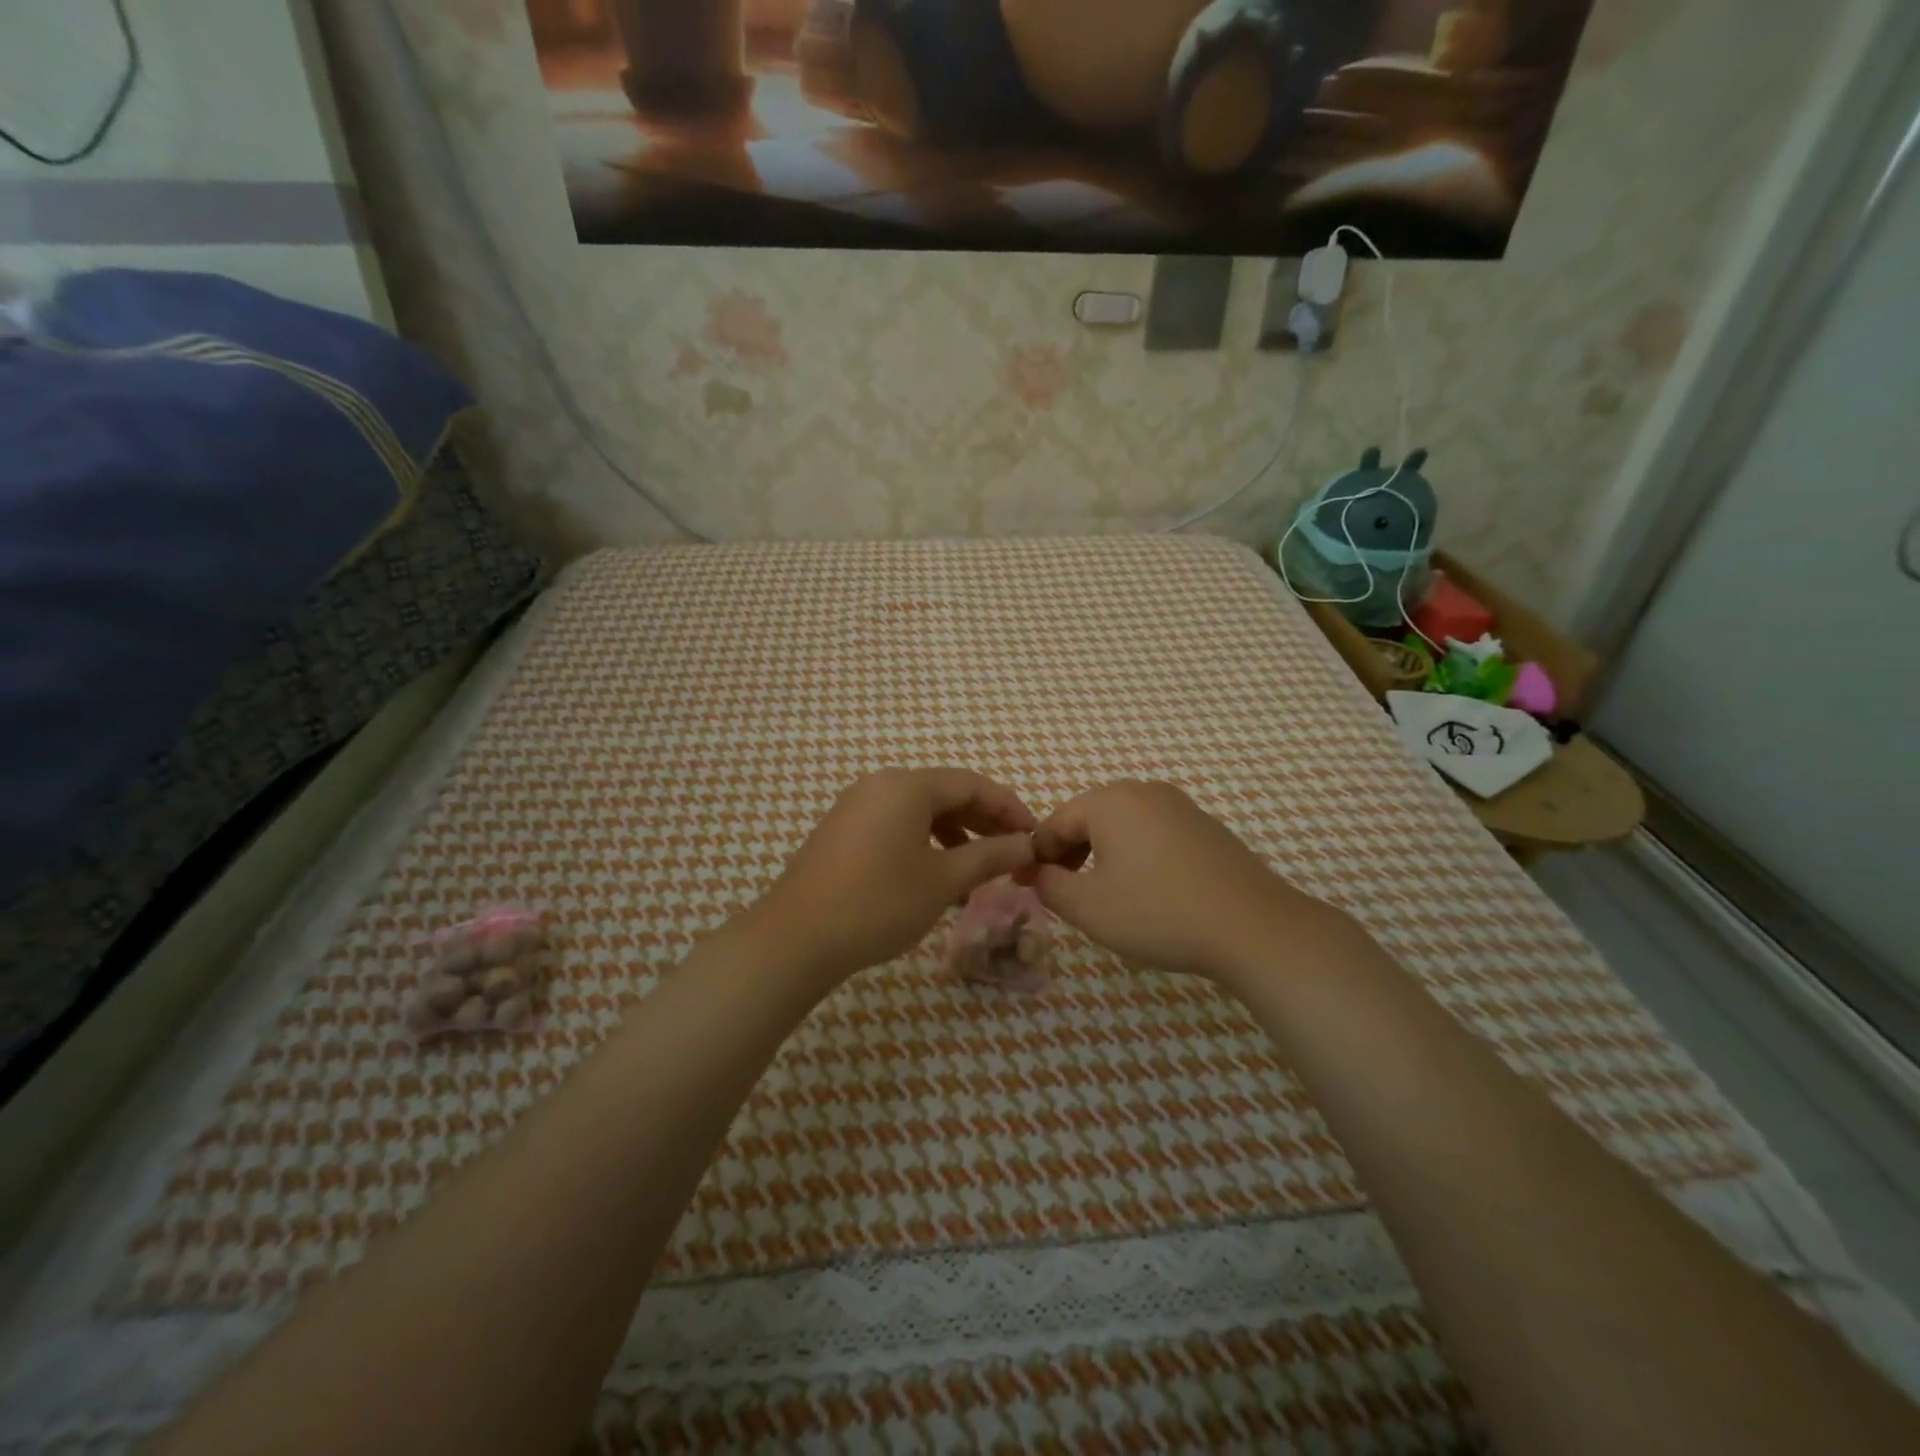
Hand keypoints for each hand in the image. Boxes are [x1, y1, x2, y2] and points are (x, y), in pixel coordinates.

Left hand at [748, 768, 1037, 984]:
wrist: (795, 939)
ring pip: (920, 812)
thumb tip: (1027, 845)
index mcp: (906, 786)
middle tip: (1013, 854)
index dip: (1009, 808)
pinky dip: (924, 844)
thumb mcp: (942, 881)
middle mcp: (880, 785)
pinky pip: (896, 826)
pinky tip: (936, 877)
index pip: (972, 784)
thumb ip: (989, 856)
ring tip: (978, 870)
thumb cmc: (877, 903)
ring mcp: (856, 807)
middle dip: (984, 822)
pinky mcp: (842, 832)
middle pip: (945, 793)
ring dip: (955, 836)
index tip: (1035, 837)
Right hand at [1031, 780, 1333, 984]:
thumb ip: (1049, 886)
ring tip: (1104, 896)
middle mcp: (1143, 791)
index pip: (1055, 823)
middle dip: (1071, 854)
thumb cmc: (1158, 913)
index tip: (1031, 888)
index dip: (1038, 856)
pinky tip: (1147, 891)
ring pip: (1122, 825)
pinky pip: (1153, 833)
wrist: (1253, 927)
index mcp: (1110, 801)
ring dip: (1103, 855)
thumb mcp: (1088, 907)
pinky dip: (1137, 855)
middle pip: (1089, 818)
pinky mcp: (1204, 826)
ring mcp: (1179, 805)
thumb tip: (1037, 873)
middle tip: (1066, 894)